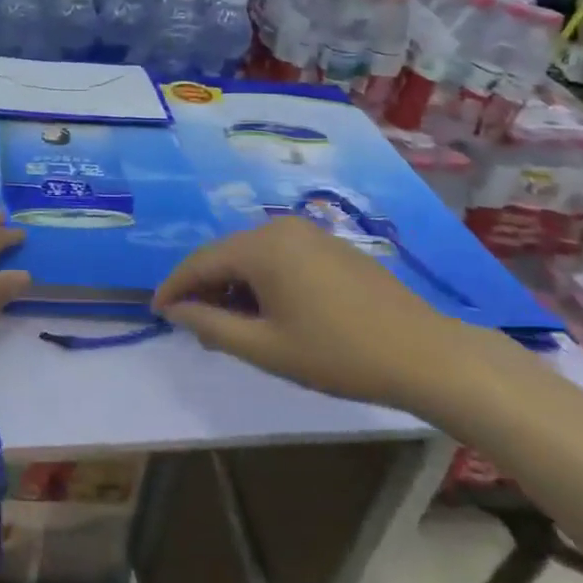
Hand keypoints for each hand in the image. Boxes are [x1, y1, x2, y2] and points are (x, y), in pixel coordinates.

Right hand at [153, 217, 471, 408]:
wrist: (426, 354)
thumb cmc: (338, 354)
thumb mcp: (266, 348)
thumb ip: (210, 326)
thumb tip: (174, 310)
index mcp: (260, 247)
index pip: (200, 262)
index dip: (174, 287)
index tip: (155, 311)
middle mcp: (280, 228)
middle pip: (226, 255)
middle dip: (204, 287)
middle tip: (192, 323)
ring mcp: (309, 233)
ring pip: (253, 255)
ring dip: (234, 285)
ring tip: (229, 322)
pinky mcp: (331, 245)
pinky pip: (280, 256)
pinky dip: (262, 280)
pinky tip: (268, 310)